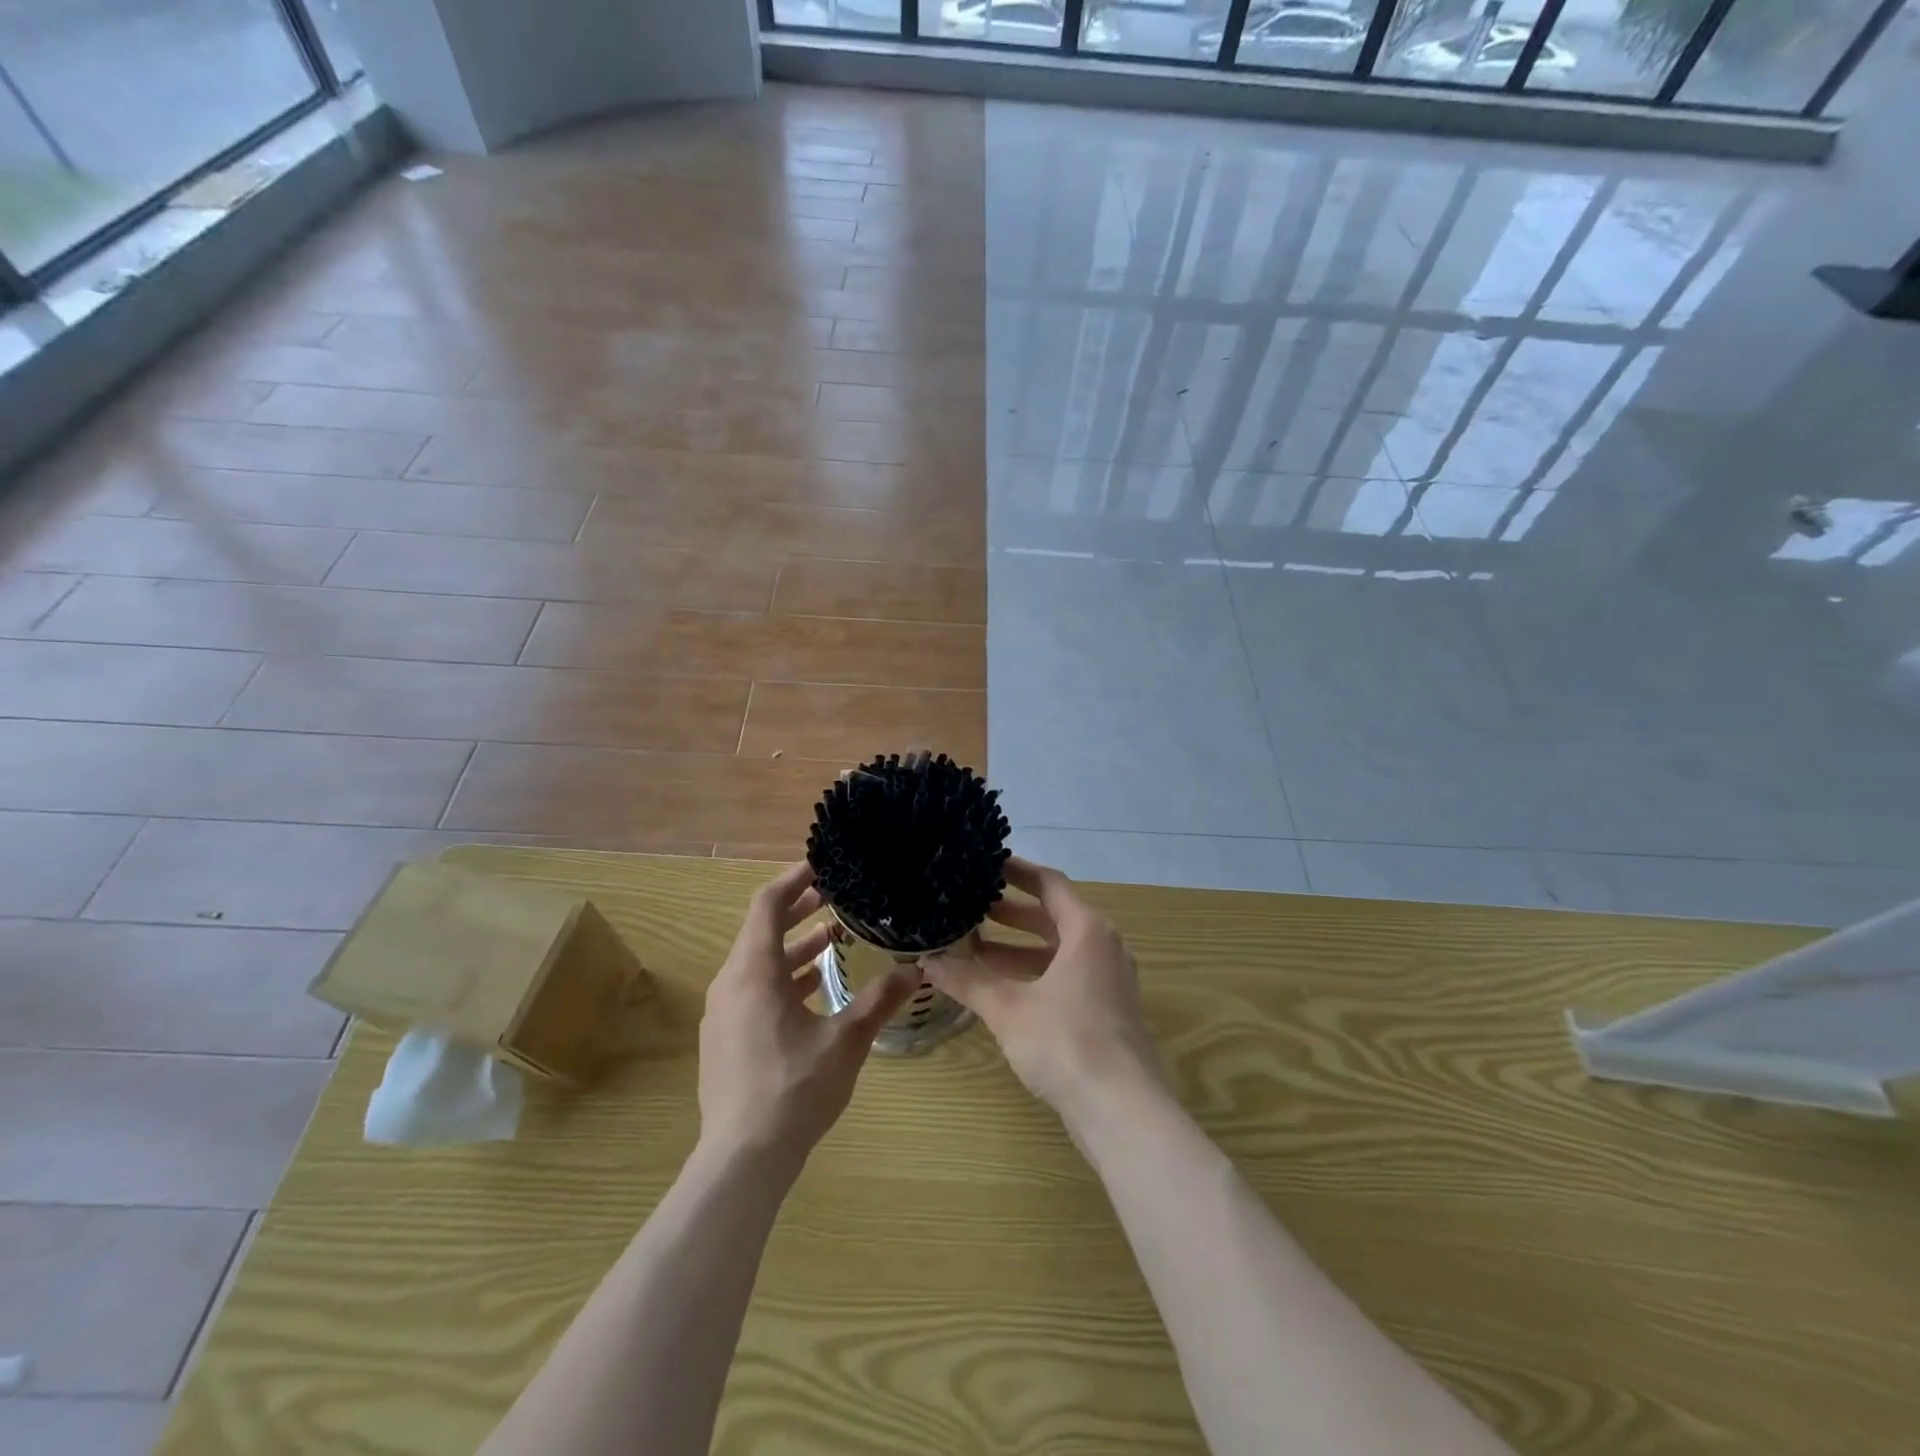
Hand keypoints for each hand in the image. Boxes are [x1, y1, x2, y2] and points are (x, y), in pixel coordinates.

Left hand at [698, 862, 918, 1168]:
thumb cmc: (794, 1088)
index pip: (767, 904)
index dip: (794, 879)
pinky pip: (753, 990)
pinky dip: (782, 978)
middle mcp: (730, 984)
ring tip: (832, 940)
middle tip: (835, 897)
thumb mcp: (846, 1040)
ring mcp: (723, 1014)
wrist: (742, 1159)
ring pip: (758, 963)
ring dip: (793, 947)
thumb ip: (880, 999)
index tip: (822, 866)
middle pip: (761, 930)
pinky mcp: (724, 1039)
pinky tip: (813, 991)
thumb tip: (917, 971)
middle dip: (798, 910)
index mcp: (754, 972)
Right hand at [922, 857, 1161, 1118]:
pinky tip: (998, 987)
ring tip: (973, 946)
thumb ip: (968, 981)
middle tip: (970, 906)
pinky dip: (1034, 973)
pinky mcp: (1106, 1010)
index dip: (1017, 871)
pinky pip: (1066, 975)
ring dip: (1018, 947)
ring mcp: (1108, 980)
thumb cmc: (1065, 1042)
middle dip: (1011, 912)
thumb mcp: (1008, 1008)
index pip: (1050, 884)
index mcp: (1087, 930)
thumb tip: (927, 960)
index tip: (986, 864)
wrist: (1121, 1110)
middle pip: (1054, 916)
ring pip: (1058, 950)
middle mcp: (1103, 946)